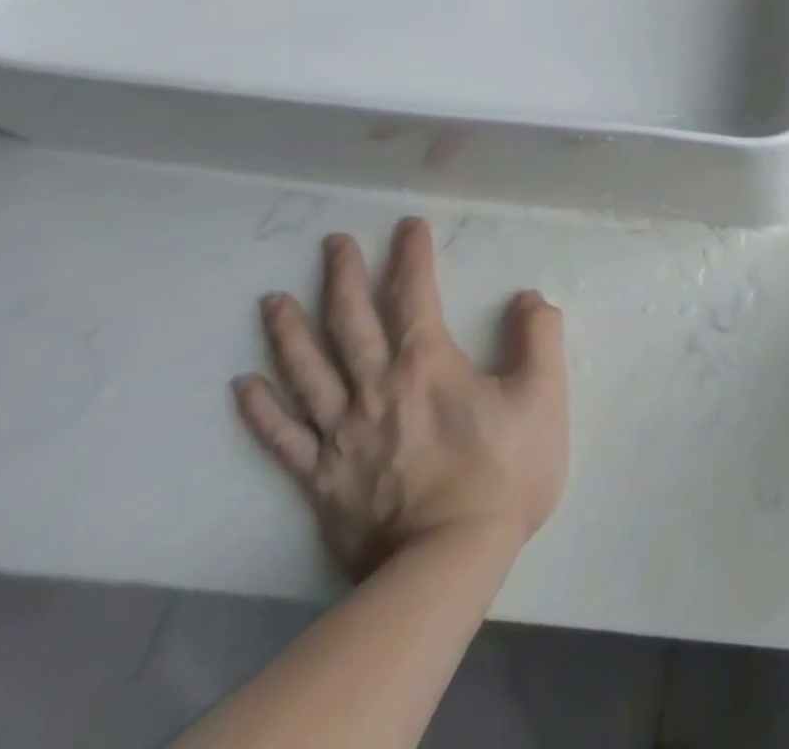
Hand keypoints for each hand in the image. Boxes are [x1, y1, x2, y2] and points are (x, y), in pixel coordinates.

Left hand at [233, 217, 568, 581]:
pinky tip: (244, 387)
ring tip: (272, 300)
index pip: (414, 295)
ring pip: (306, 372)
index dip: (411, 256)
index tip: (407, 226)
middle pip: (350, 323)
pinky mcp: (322, 480)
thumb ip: (540, 336)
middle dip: (341, 278)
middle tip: (332, 244)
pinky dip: (261, 411)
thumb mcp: (544, 395)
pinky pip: (283, 440)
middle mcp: (375, 388)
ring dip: (288, 333)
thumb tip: (527, 297)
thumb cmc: (504, 470)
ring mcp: (342, 435)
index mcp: (427, 364)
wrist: (448, 561)